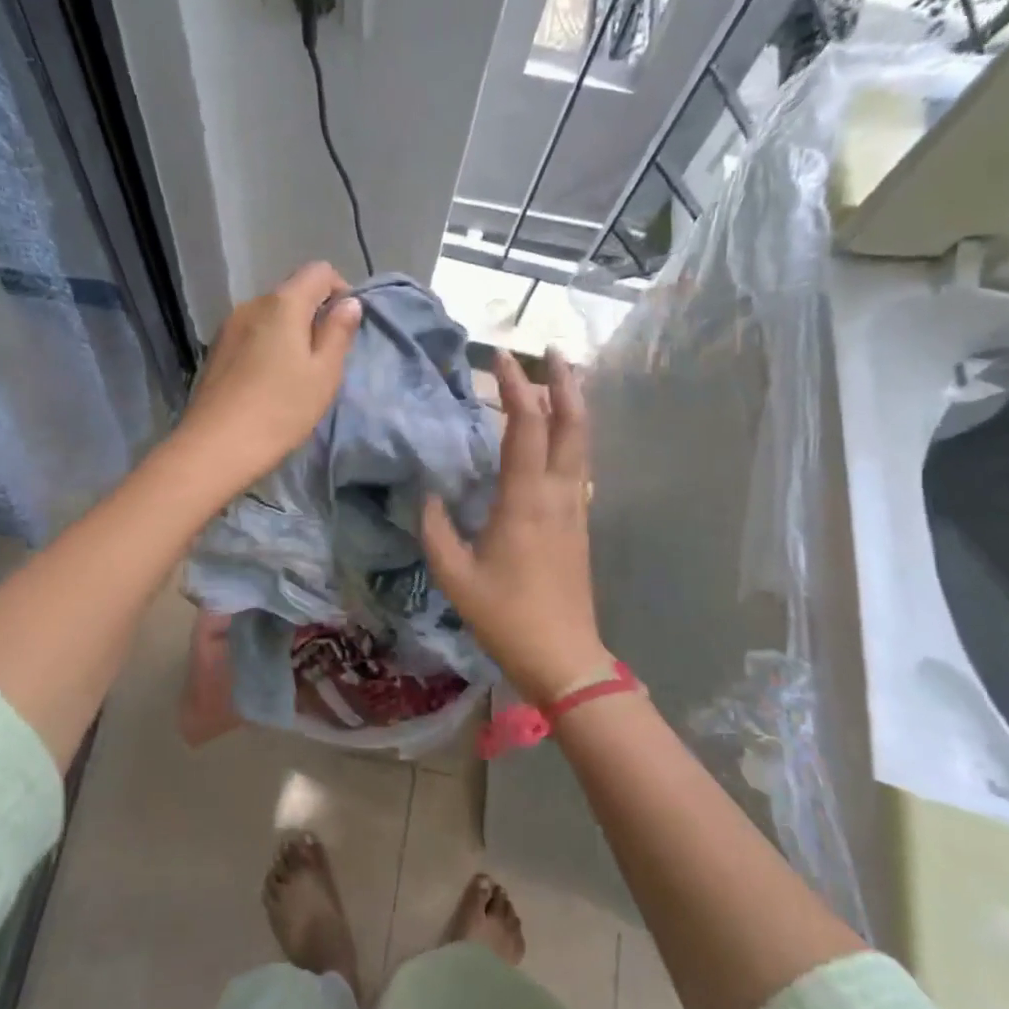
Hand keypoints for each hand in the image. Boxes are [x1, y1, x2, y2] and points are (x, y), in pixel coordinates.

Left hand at [172, 261, 362, 496]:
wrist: (214, 447)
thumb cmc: (280, 410)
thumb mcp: (323, 374)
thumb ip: (338, 332)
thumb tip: (349, 302)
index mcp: (283, 304)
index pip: (318, 271)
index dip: (339, 289)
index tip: (346, 326)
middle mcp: (252, 304)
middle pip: (291, 293)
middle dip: (314, 316)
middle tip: (325, 359)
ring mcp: (228, 327)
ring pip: (270, 317)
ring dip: (289, 334)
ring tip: (296, 375)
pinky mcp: (215, 351)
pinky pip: (251, 335)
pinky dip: (267, 347)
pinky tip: (268, 383)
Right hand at [421, 347, 607, 704]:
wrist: (564, 656)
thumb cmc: (506, 616)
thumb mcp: (455, 575)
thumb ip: (435, 529)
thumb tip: (427, 494)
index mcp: (526, 500)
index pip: (527, 425)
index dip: (515, 386)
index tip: (498, 357)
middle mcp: (558, 493)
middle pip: (572, 423)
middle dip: (563, 381)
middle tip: (551, 351)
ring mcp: (575, 508)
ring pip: (582, 442)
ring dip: (572, 405)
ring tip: (559, 379)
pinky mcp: (580, 523)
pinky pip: (578, 464)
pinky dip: (571, 435)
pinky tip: (557, 434)